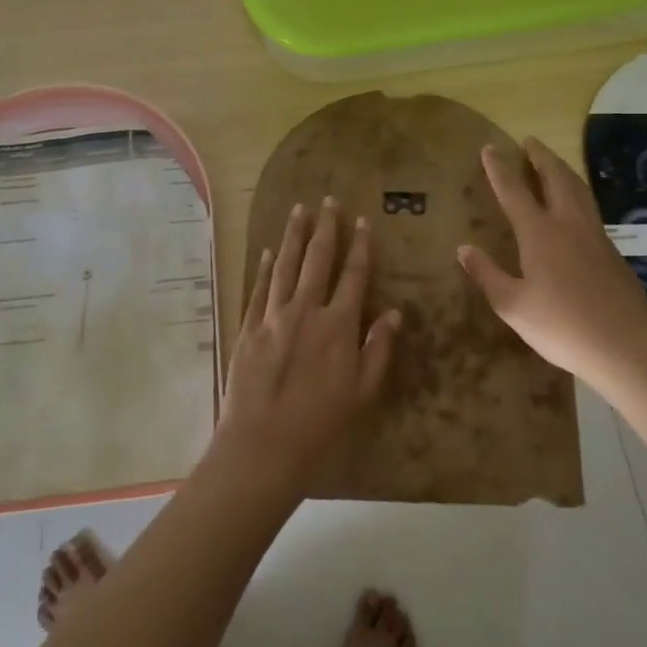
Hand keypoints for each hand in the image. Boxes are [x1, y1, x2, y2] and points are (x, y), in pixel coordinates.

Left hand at [216, 198, 400, 495]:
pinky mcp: (249, 328)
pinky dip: (265, 267)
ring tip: (299, 209)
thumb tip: (396, 313)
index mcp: (338, 326)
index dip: (360, 247)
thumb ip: (379, 349)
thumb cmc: (320, 426)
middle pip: (318, 259)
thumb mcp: (362, 394)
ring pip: (285, 265)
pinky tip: (269, 251)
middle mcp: (306, 311)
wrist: (262, 446)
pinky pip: (260, 288)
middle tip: (328, 200)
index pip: (354, 276)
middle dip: (325, 228)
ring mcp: (274, 316)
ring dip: (293, 235)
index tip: (362, 222)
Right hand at [457, 137, 646, 381]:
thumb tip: (463, 248)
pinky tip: (576, 205)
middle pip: (555, 178)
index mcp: (539, 233)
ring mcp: (594, 236)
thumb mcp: (512, 306)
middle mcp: (567, 224)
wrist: (627, 346)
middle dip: (540, 157)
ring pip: (578, 190)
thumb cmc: (562, 326)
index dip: (499, 168)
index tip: (490, 148)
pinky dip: (577, 193)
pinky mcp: (612, 252)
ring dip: (562, 170)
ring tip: (552, 162)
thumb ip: (487, 274)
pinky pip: (590, 208)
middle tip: (529, 141)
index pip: (514, 191)